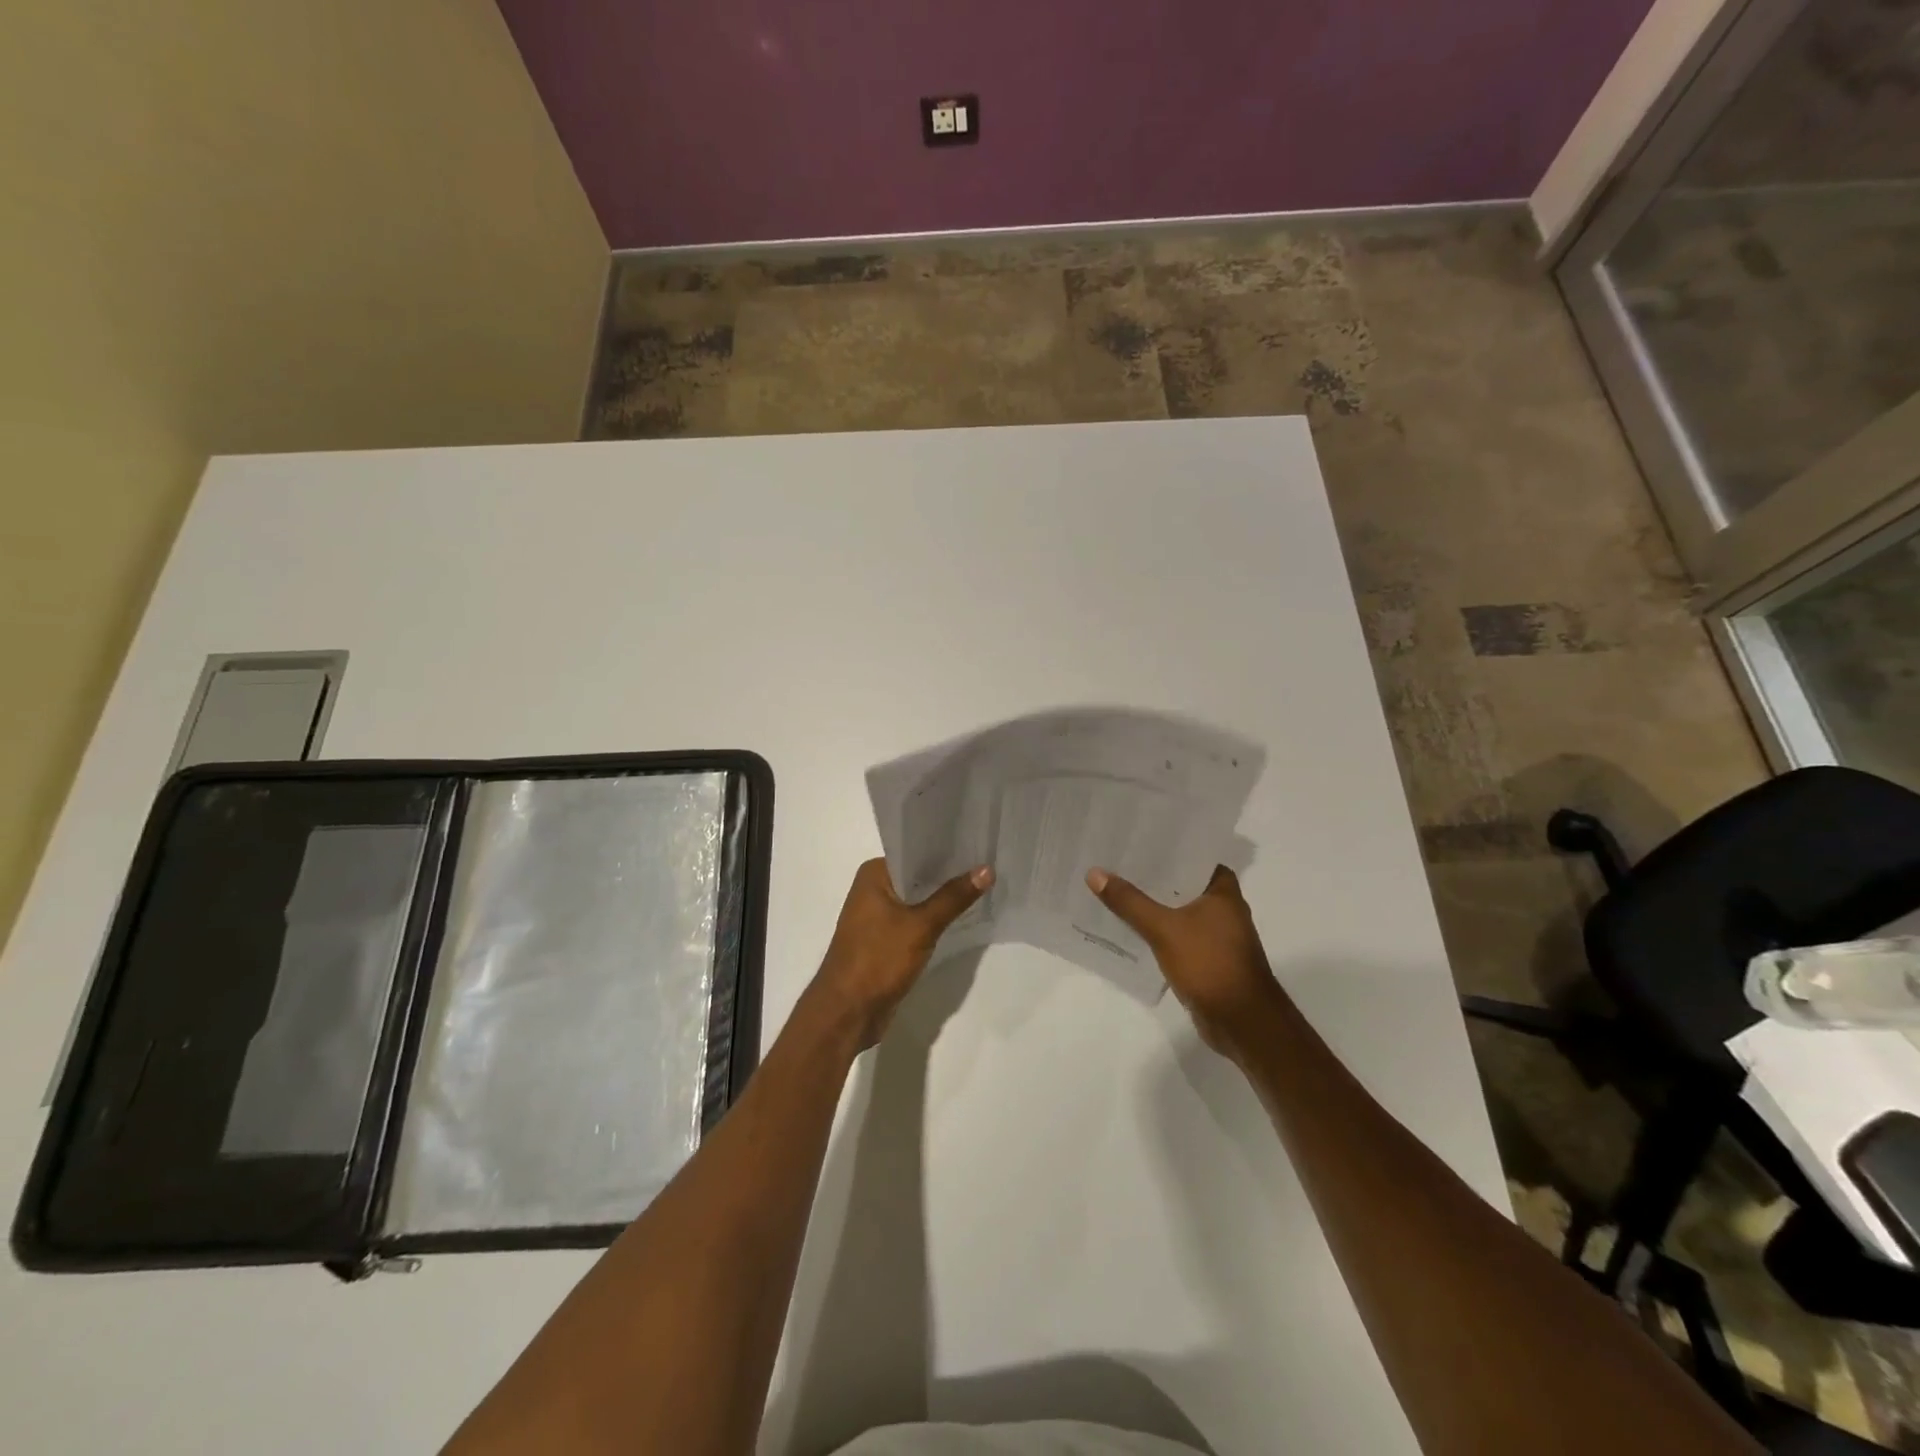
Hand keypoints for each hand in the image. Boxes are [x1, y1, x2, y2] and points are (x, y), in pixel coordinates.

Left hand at [810, 858, 993, 1047]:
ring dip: (944, 898)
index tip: (979, 842)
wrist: (847, 1012)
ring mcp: (878, 915)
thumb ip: (953, 897)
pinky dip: (936, 919)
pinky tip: (964, 915)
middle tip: (989, 864)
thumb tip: (987, 869)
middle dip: (950, 874)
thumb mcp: (921, 926)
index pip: (916, 851)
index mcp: (874, 874)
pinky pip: (916, 920)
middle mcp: (874, 889)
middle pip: (919, 875)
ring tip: (985, 886)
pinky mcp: (886, 939)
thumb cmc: (877, 960)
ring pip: (919, 899)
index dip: (947, 848)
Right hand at [1087, 864, 1283, 1054]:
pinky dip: (1156, 929)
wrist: (1242, 1023)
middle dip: (1151, 875)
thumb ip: (1129, 901)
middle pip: (1181, 882)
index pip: (1192, 854)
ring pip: (1177, 910)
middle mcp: (1223, 907)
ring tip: (1114, 888)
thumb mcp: (1164, 928)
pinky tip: (1128, 926)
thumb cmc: (1210, 964)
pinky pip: (1176, 933)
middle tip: (1114, 860)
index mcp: (1222, 890)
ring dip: (1152, 903)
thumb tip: (1094, 872)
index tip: (1135, 837)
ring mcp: (1216, 934)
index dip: (1165, 845)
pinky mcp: (1206, 957)